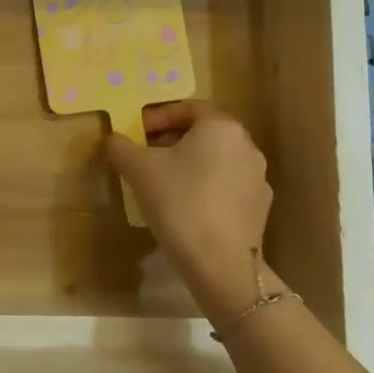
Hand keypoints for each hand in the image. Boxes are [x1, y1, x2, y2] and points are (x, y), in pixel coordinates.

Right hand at [106, 101, 283, 324]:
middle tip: (146, 155)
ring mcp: (258, 178)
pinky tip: (186, 207)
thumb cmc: (179, 202)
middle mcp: (246, 146)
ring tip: (163, 182)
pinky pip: (227, 185)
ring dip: (190, 164)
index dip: (158, 117)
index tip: (137, 133)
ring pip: (217, 160)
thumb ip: (121, 146)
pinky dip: (206, 187)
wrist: (220, 264)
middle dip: (173, 140)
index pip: (188, 108)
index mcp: (221, 127)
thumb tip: (113, 139)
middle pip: (204, 133)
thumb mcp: (138, 169)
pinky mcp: (259, 208)